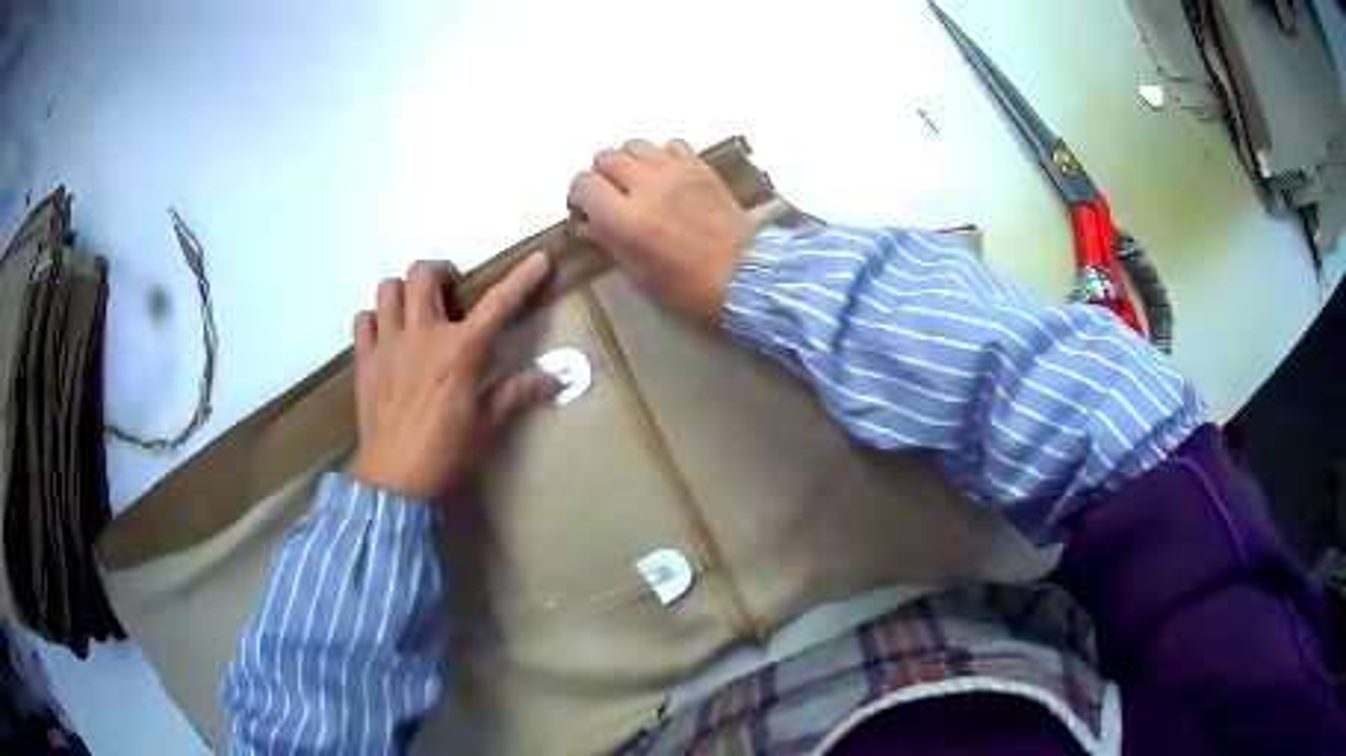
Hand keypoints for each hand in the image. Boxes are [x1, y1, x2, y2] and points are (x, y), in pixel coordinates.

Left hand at [348, 254, 558, 501]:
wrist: (395, 479)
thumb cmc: (445, 452)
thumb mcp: (487, 425)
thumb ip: (517, 394)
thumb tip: (556, 380)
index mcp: (459, 350)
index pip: (498, 304)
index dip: (522, 278)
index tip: (539, 258)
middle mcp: (422, 334)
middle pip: (423, 273)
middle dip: (440, 273)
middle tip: (449, 294)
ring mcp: (387, 344)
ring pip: (388, 289)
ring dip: (404, 291)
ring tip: (415, 311)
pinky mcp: (364, 360)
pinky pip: (363, 320)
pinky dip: (375, 320)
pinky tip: (386, 336)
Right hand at [567, 139, 751, 327]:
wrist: (745, 277)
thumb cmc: (688, 288)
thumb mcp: (639, 275)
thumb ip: (608, 243)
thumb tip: (584, 225)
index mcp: (625, 219)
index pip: (583, 184)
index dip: (577, 196)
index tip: (585, 211)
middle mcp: (646, 186)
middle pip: (605, 157)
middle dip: (600, 176)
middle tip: (610, 196)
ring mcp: (676, 171)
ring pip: (634, 144)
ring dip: (628, 161)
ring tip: (637, 183)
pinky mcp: (701, 167)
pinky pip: (671, 144)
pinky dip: (661, 156)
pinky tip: (667, 176)